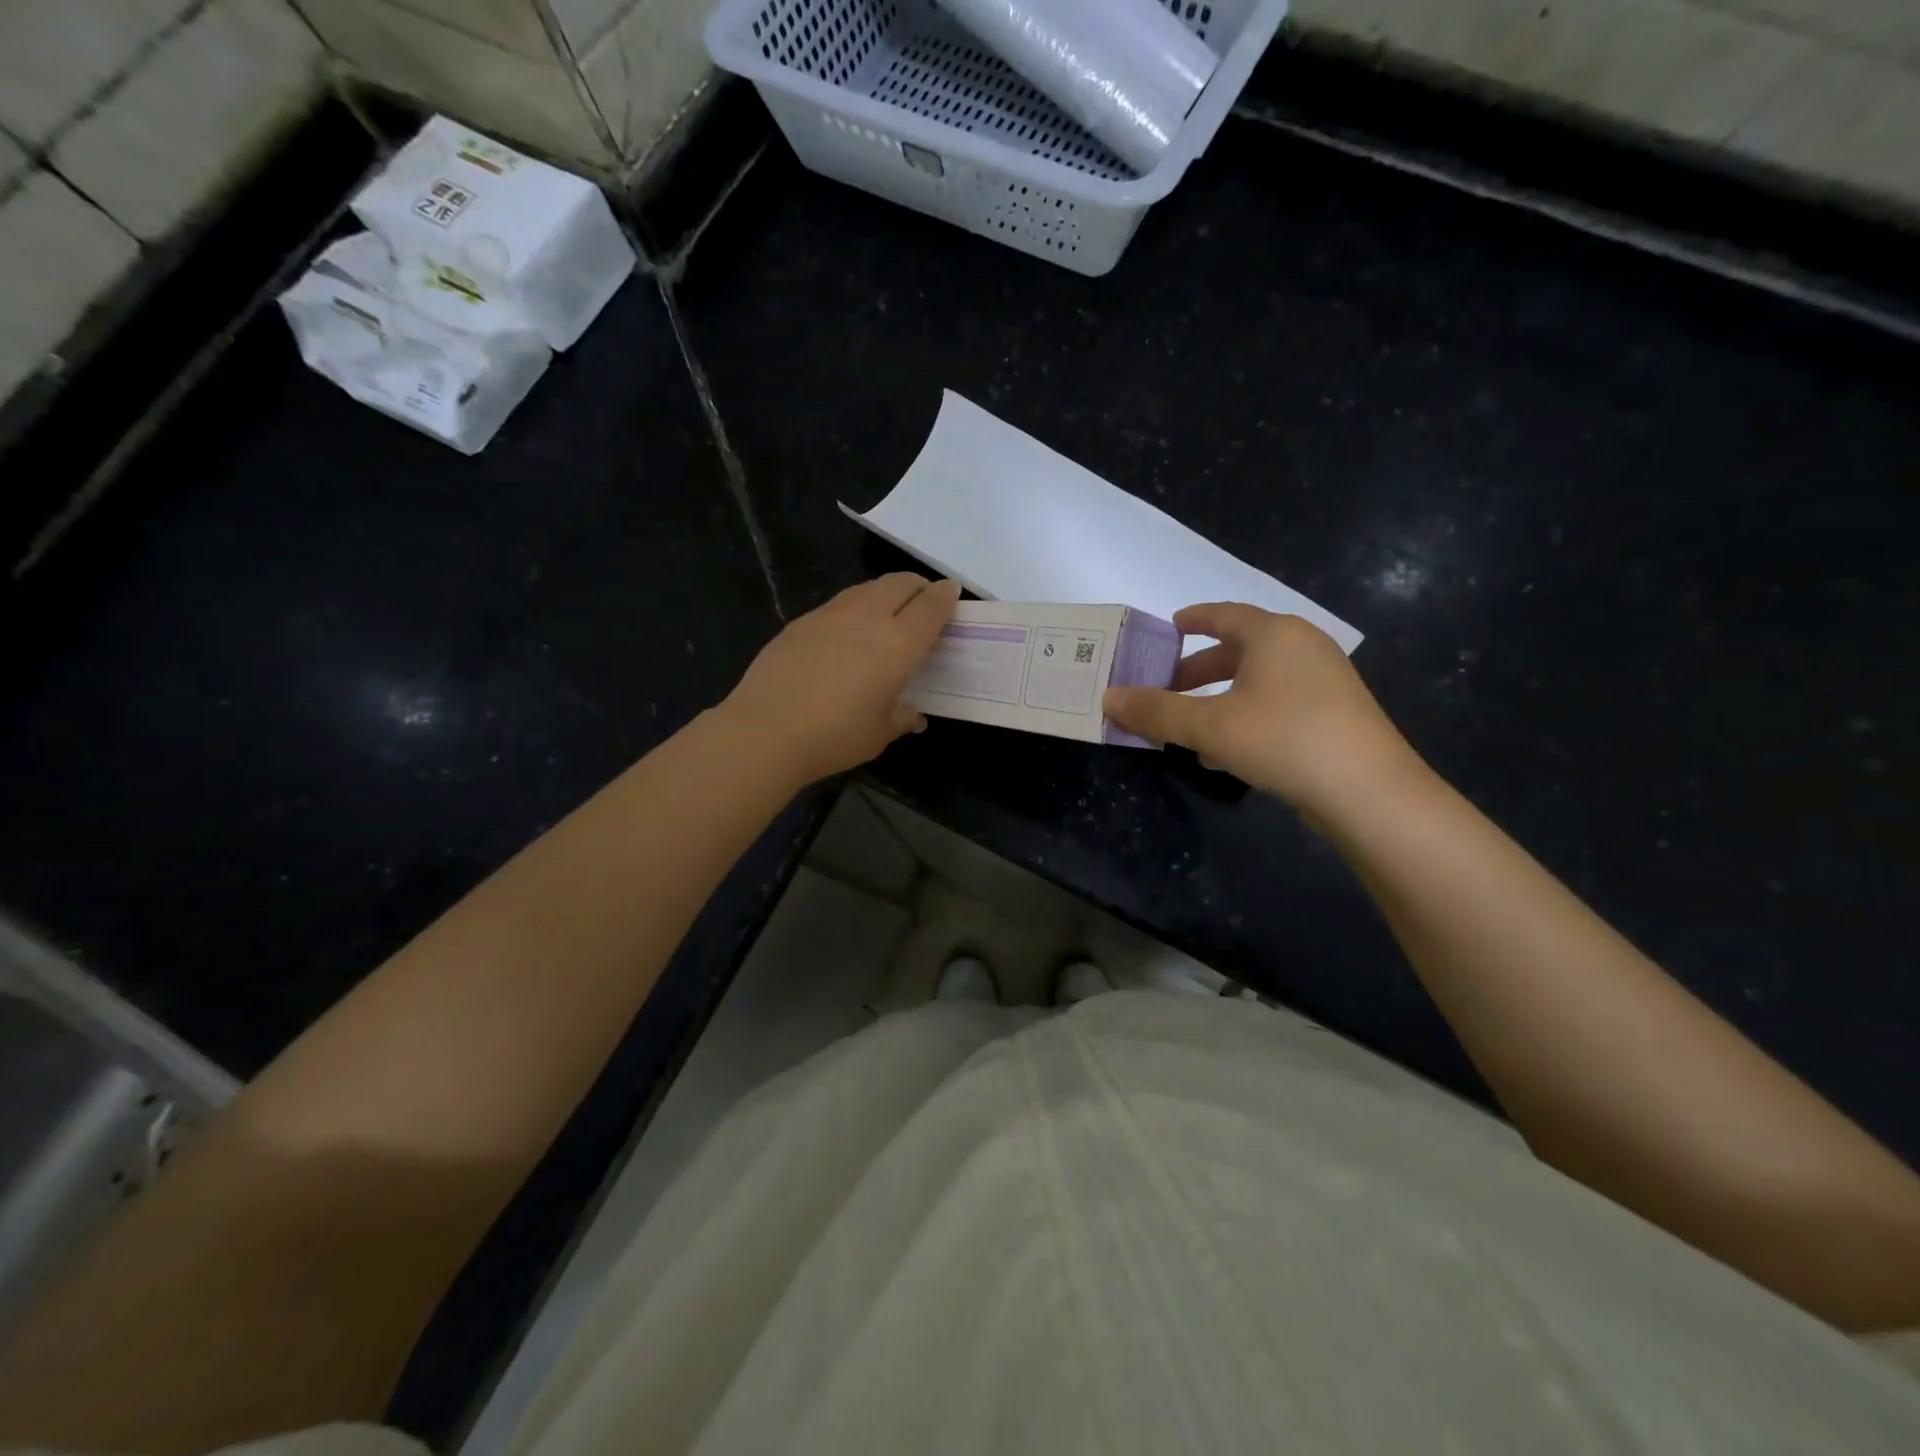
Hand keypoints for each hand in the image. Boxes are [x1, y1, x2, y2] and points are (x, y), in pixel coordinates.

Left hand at [720, 573, 960, 785]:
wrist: (766, 730)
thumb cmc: (835, 736)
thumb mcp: (879, 733)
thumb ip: (901, 717)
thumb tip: (913, 716)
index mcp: (898, 643)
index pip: (931, 606)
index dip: (946, 596)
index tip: (952, 594)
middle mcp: (868, 617)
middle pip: (901, 583)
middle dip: (919, 587)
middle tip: (924, 603)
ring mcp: (831, 614)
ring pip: (868, 588)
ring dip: (886, 593)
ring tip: (888, 614)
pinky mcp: (801, 621)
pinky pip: (839, 603)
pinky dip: (856, 608)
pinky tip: (847, 633)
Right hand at [1103, 603, 1421, 815]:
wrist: (1369, 792)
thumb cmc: (1283, 739)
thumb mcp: (1209, 726)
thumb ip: (1156, 711)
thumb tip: (1108, 698)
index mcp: (1274, 634)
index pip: (1224, 614)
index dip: (1193, 619)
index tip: (1168, 628)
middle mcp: (1302, 647)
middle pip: (1238, 649)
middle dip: (1197, 671)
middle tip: (1163, 688)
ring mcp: (1323, 681)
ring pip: (1256, 681)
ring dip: (1217, 699)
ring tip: (1185, 727)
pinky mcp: (1333, 714)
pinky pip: (1276, 704)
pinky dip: (1244, 717)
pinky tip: (1223, 753)